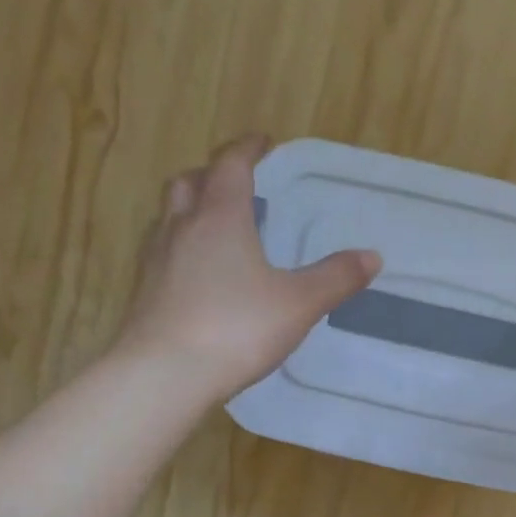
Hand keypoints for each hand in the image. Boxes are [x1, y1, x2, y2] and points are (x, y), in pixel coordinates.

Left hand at [119, 134, 381, 400]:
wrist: (164, 374)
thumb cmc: (236, 329)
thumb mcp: (298, 304)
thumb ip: (335, 278)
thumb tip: (372, 257)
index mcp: (221, 218)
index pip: (230, 165)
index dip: (248, 148)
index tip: (263, 142)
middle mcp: (182, 228)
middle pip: (190, 182)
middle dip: (213, 174)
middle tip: (235, 182)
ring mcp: (155, 259)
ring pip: (169, 215)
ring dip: (191, 208)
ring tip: (215, 225)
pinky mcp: (144, 291)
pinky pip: (161, 250)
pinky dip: (180, 245)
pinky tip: (196, 272)